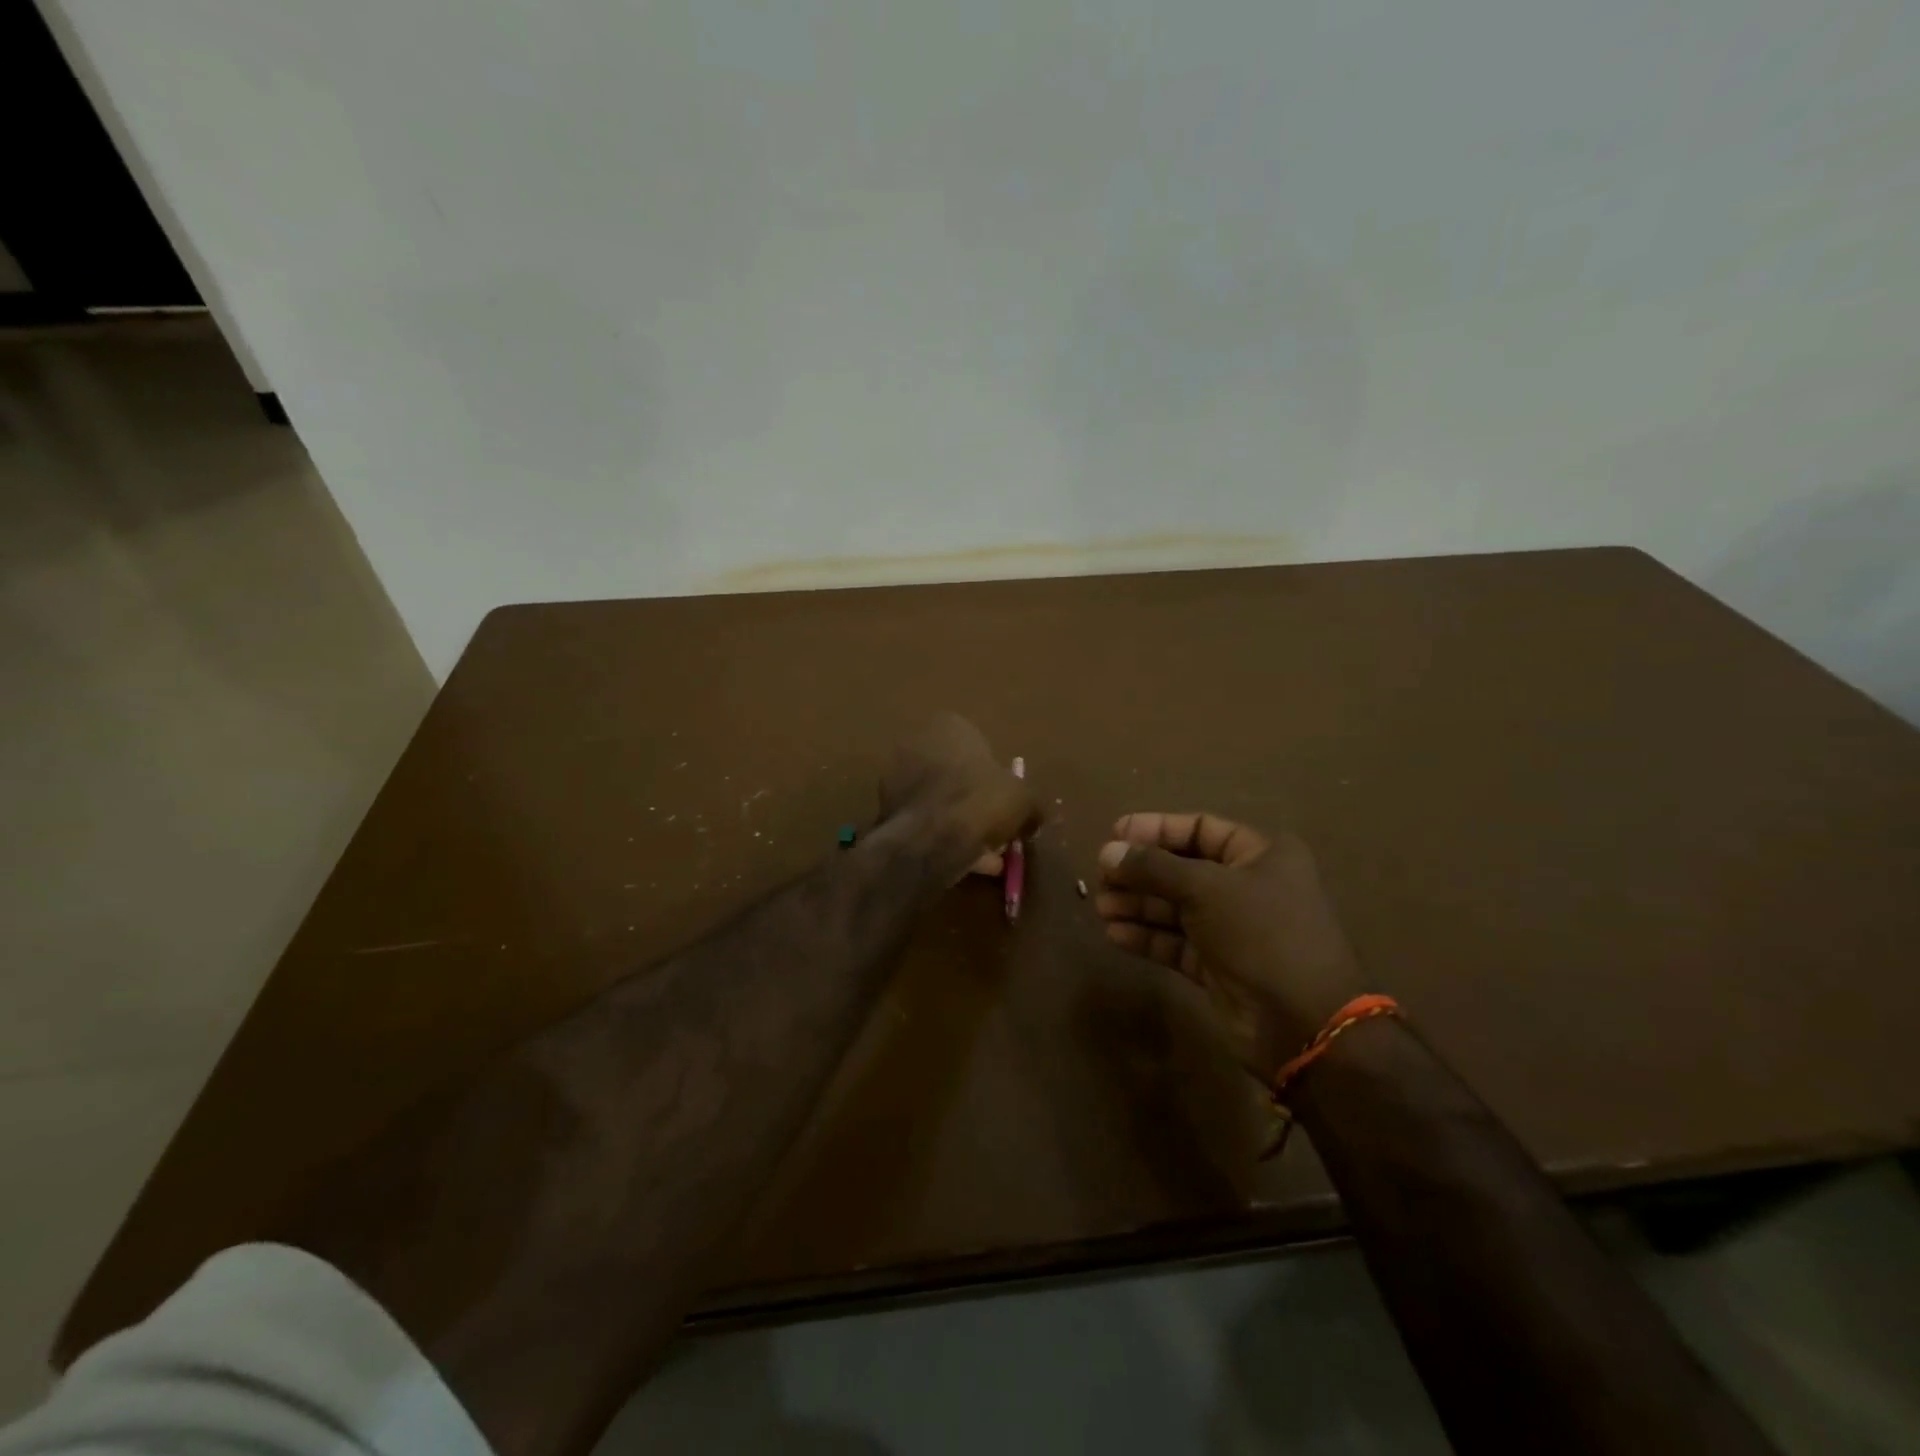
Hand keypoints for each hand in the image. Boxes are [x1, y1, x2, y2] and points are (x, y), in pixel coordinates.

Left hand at [879, 714, 1039, 882]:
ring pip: (939, 801)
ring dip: (960, 824)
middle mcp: (916, 743)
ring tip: (987, 855)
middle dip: (974, 801)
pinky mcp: (885, 810)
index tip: (1005, 799)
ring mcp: (895, 776)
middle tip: (996, 828)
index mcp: (948, 726)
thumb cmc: (982, 801)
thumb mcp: (1024, 799)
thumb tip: (1035, 817)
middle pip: (954, 774)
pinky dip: (943, 839)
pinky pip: (924, 822)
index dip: (994, 774)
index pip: (976, 744)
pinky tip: (966, 863)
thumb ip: (1030, 804)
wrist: (931, 838)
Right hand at [1095, 812, 1366, 1081]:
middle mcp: (1248, 886)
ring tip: (1101, 906)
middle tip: (1101, 877)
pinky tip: (1114, 933)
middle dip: (1140, 872)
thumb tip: (1107, 852)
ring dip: (1137, 905)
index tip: (1114, 834)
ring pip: (1175, 907)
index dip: (1156, 829)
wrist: (1304, 1024)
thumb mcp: (1206, 888)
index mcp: (1261, 855)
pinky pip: (1175, 942)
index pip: (1200, 829)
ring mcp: (1233, 928)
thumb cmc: (1262, 934)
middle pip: (1182, 868)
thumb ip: (1153, 867)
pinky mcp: (1218, 965)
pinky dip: (1146, 936)